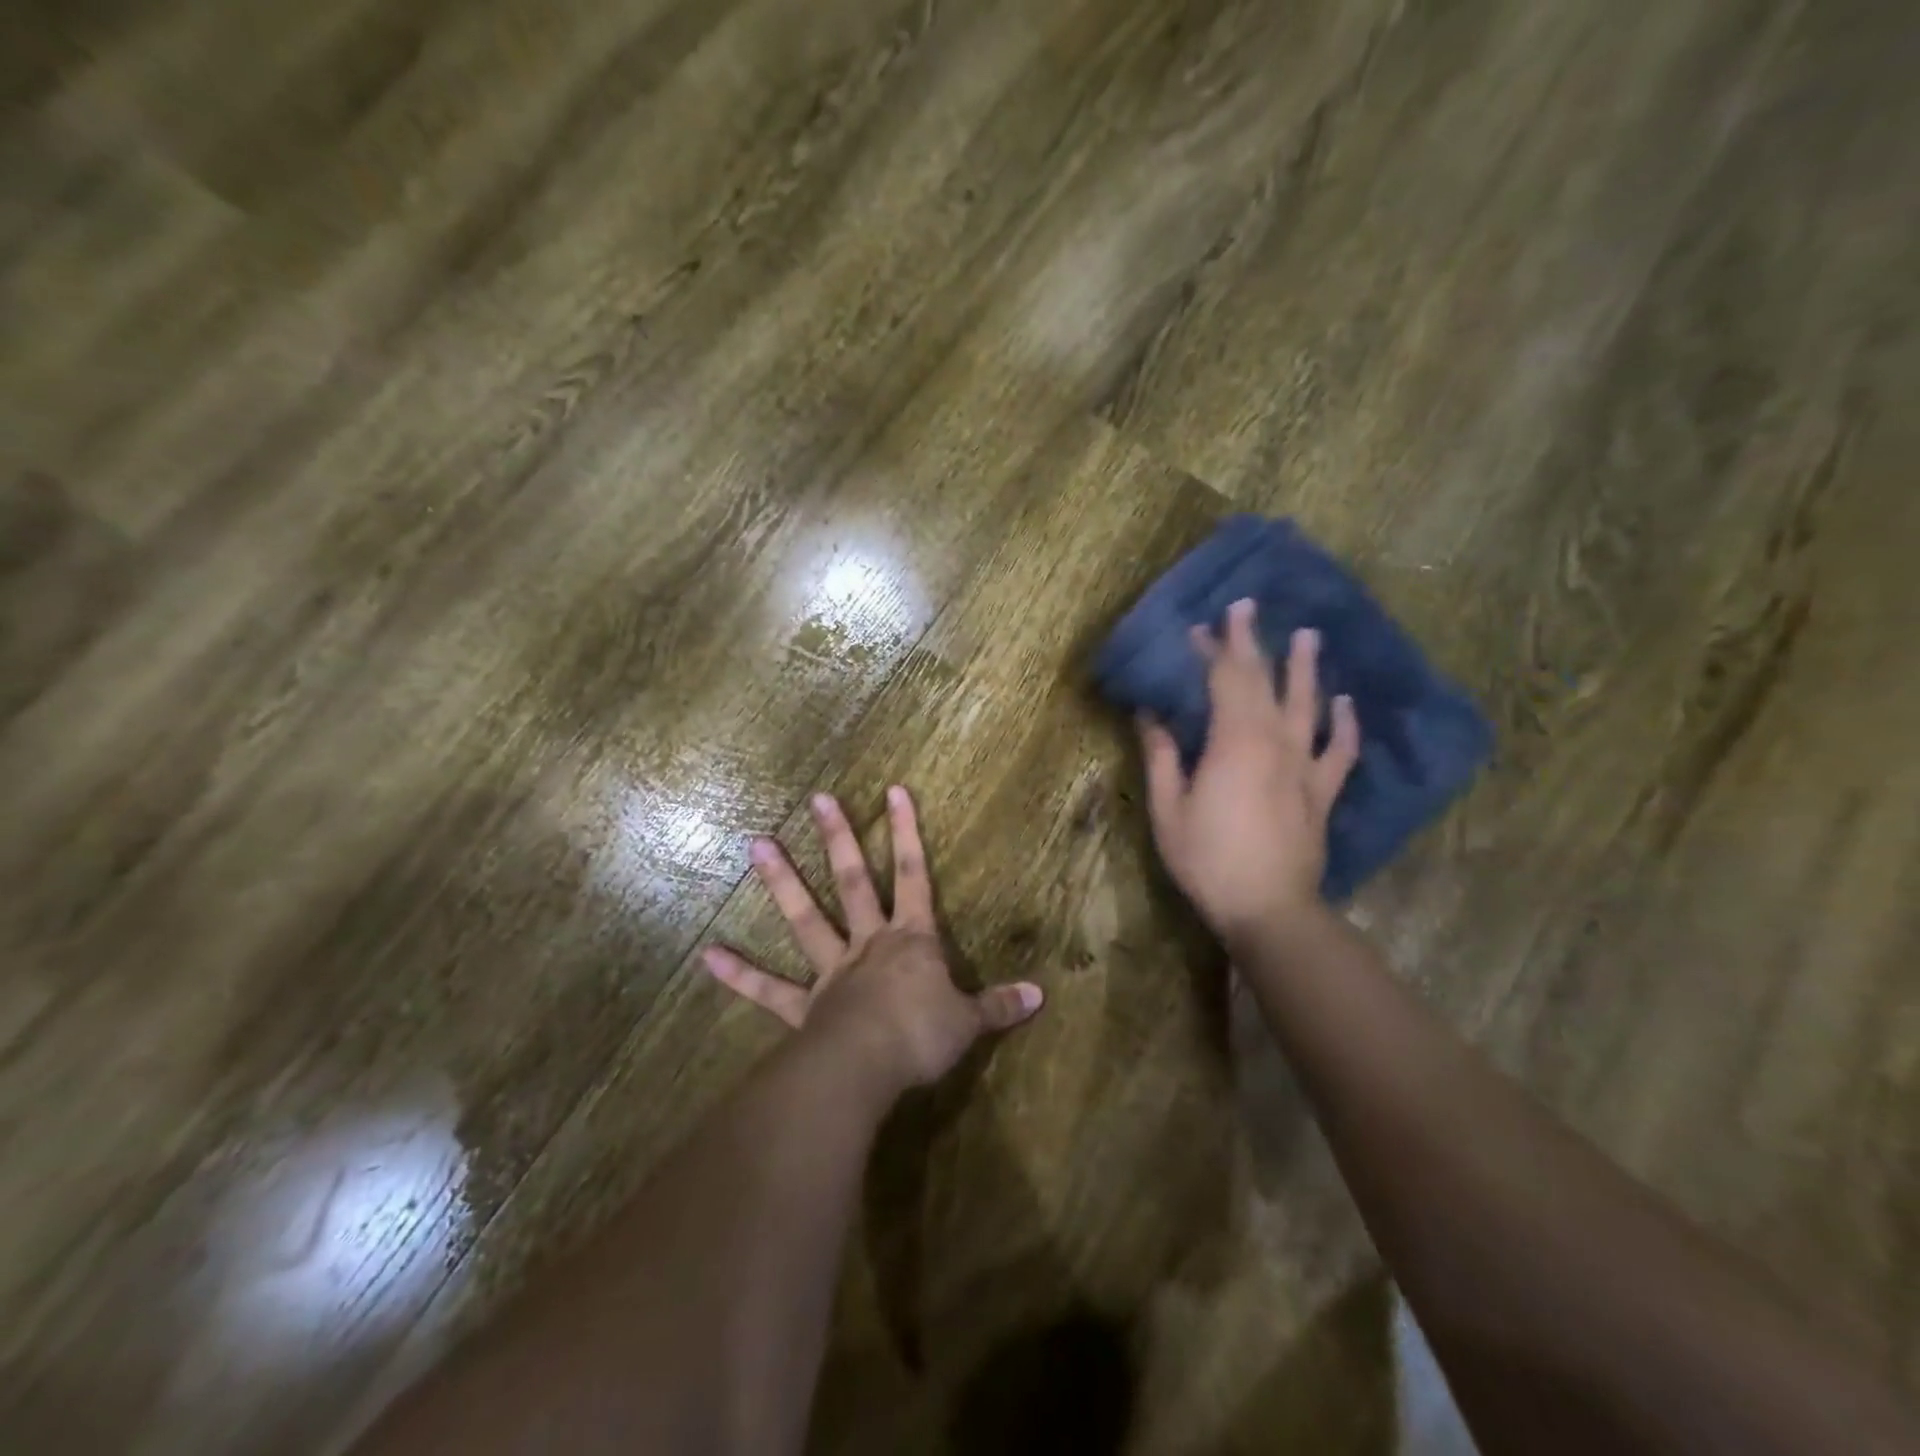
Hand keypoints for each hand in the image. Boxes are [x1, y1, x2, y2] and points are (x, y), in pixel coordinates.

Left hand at [702, 786, 1044, 1095]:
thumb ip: (1000, 1005)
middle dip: (839, 838)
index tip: (894, 790)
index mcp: (910, 940)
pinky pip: (768, 989)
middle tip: (817, 799)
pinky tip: (708, 954)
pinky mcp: (803, 1007)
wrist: (868, 1068)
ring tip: (755, 844)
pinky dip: (740, 973)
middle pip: (853, 881)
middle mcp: (868, 943)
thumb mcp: (969, 1021)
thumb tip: (1041, 995)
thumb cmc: (922, 1037)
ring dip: (781, 882)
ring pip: (805, 918)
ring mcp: (831, 971)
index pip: (915, 875)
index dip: (908, 833)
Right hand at [1139, 599, 1359, 938]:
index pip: (1223, 680)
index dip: (1212, 650)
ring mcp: (1305, 765)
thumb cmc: (1208, 858)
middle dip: (1251, 643)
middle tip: (1246, 608)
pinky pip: (1340, 749)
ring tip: (1308, 635)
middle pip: (1263, 681)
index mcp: (1233, 742)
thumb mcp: (1168, 809)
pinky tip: (1344, 702)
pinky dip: (1345, 723)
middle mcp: (1274, 742)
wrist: (1268, 908)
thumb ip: (1162, 757)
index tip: (1200, 626)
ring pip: (1308, 704)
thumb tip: (1149, 715)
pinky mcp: (1322, 791)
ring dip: (1305, 668)